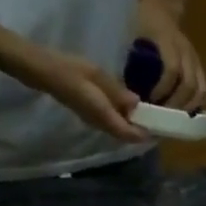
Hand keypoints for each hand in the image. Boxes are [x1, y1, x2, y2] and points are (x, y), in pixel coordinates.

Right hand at [18, 46, 146, 142]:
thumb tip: (137, 104)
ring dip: (133, 125)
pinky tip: (130, 107)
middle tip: (158, 121)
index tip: (161, 128)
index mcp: (102, 115)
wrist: (44, 70)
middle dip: (142, 131)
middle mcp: (99, 123)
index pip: (129, 134)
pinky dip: (123, 119)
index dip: (146, 134)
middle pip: (125, 135)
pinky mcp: (89, 115)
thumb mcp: (98, 76)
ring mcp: (93, 121)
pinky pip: (111, 123)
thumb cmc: (71, 69)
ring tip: (149, 114)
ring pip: (118, 130)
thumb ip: (118, 92)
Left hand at [132, 0, 205, 111]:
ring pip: (200, 90)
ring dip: (188, 108)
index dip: (162, 88)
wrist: (162, 8)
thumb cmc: (140, 22)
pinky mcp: (200, 67)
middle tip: (160, 119)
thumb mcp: (129, 33)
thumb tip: (124, 91)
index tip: (148, 102)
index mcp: (167, 40)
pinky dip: (196, 104)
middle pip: (189, 84)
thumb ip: (128, 59)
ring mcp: (195, 60)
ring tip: (173, 120)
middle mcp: (186, 51)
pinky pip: (204, 90)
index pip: (171, 69)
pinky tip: (185, 114)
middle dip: (176, 105)